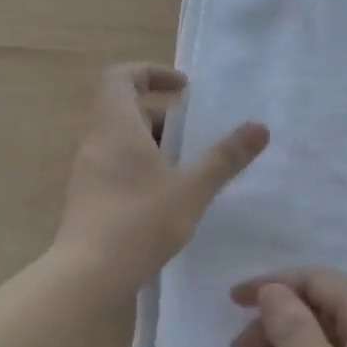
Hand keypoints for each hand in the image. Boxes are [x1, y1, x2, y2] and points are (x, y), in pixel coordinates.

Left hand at [53, 64, 267, 302]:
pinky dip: (141, 167)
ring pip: (121, 140)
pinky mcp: (87, 196)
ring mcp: (88, 170)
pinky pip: (115, 164)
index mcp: (117, 126)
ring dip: (154, 144)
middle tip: (195, 137)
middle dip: (163, 116)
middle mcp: (96, 141)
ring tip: (187, 170)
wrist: (88, 274)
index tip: (184, 89)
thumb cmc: (140, 223)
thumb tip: (260, 127)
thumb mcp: (192, 189)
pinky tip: (165, 198)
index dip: (151, 72)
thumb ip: (225, 157)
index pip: (121, 76)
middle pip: (125, 109)